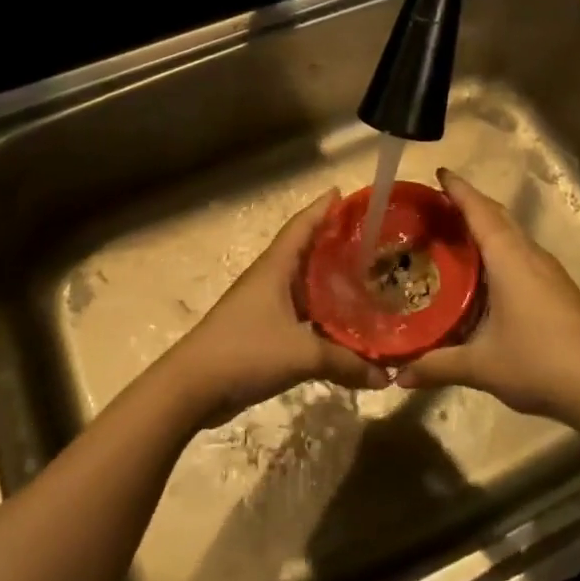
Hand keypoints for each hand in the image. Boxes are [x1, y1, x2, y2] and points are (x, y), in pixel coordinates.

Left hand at [160, 190, 386, 428]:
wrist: (192, 388)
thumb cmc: (245, 351)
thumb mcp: (301, 354)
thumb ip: (345, 362)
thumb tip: (386, 376)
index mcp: (275, 268)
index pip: (301, 226)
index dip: (322, 208)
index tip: (344, 193)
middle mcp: (269, 280)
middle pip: (305, 253)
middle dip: (333, 244)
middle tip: (370, 241)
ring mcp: (263, 306)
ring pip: (303, 286)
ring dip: (328, 282)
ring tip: (364, 280)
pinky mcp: (261, 332)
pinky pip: (299, 314)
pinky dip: (320, 315)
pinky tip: (342, 325)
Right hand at [395, 169, 579, 425]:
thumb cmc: (539, 363)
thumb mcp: (481, 366)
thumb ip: (437, 366)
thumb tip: (399, 376)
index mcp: (509, 259)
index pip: (480, 212)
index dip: (459, 190)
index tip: (440, 172)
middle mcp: (531, 256)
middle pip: (498, 217)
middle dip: (470, 205)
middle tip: (437, 206)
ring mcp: (550, 273)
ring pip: (514, 237)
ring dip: (487, 229)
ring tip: (455, 236)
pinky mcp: (560, 291)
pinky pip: (523, 256)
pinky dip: (500, 251)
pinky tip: (487, 276)